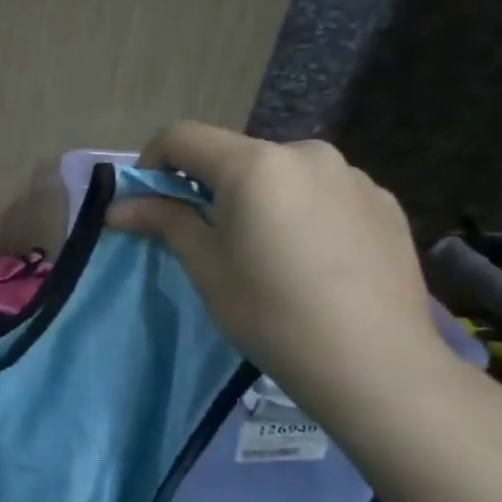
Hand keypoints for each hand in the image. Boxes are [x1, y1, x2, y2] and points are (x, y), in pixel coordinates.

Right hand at [110, 122, 451, 419]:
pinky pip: (324, 192)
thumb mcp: (205, 266)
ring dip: (260, 196)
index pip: (182, 137)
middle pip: (235, 154)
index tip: (150, 204)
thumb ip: (164, 221)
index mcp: (253, 164)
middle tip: (209, 236)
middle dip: (210, 185)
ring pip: (282, 173)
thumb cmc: (271, 312)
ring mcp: (352, 175)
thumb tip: (117, 207)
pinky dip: (303, 210)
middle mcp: (305, 153)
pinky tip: (313, 258)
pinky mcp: (384, 202)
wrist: (375, 364)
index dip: (152, 163)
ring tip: (267, 250)